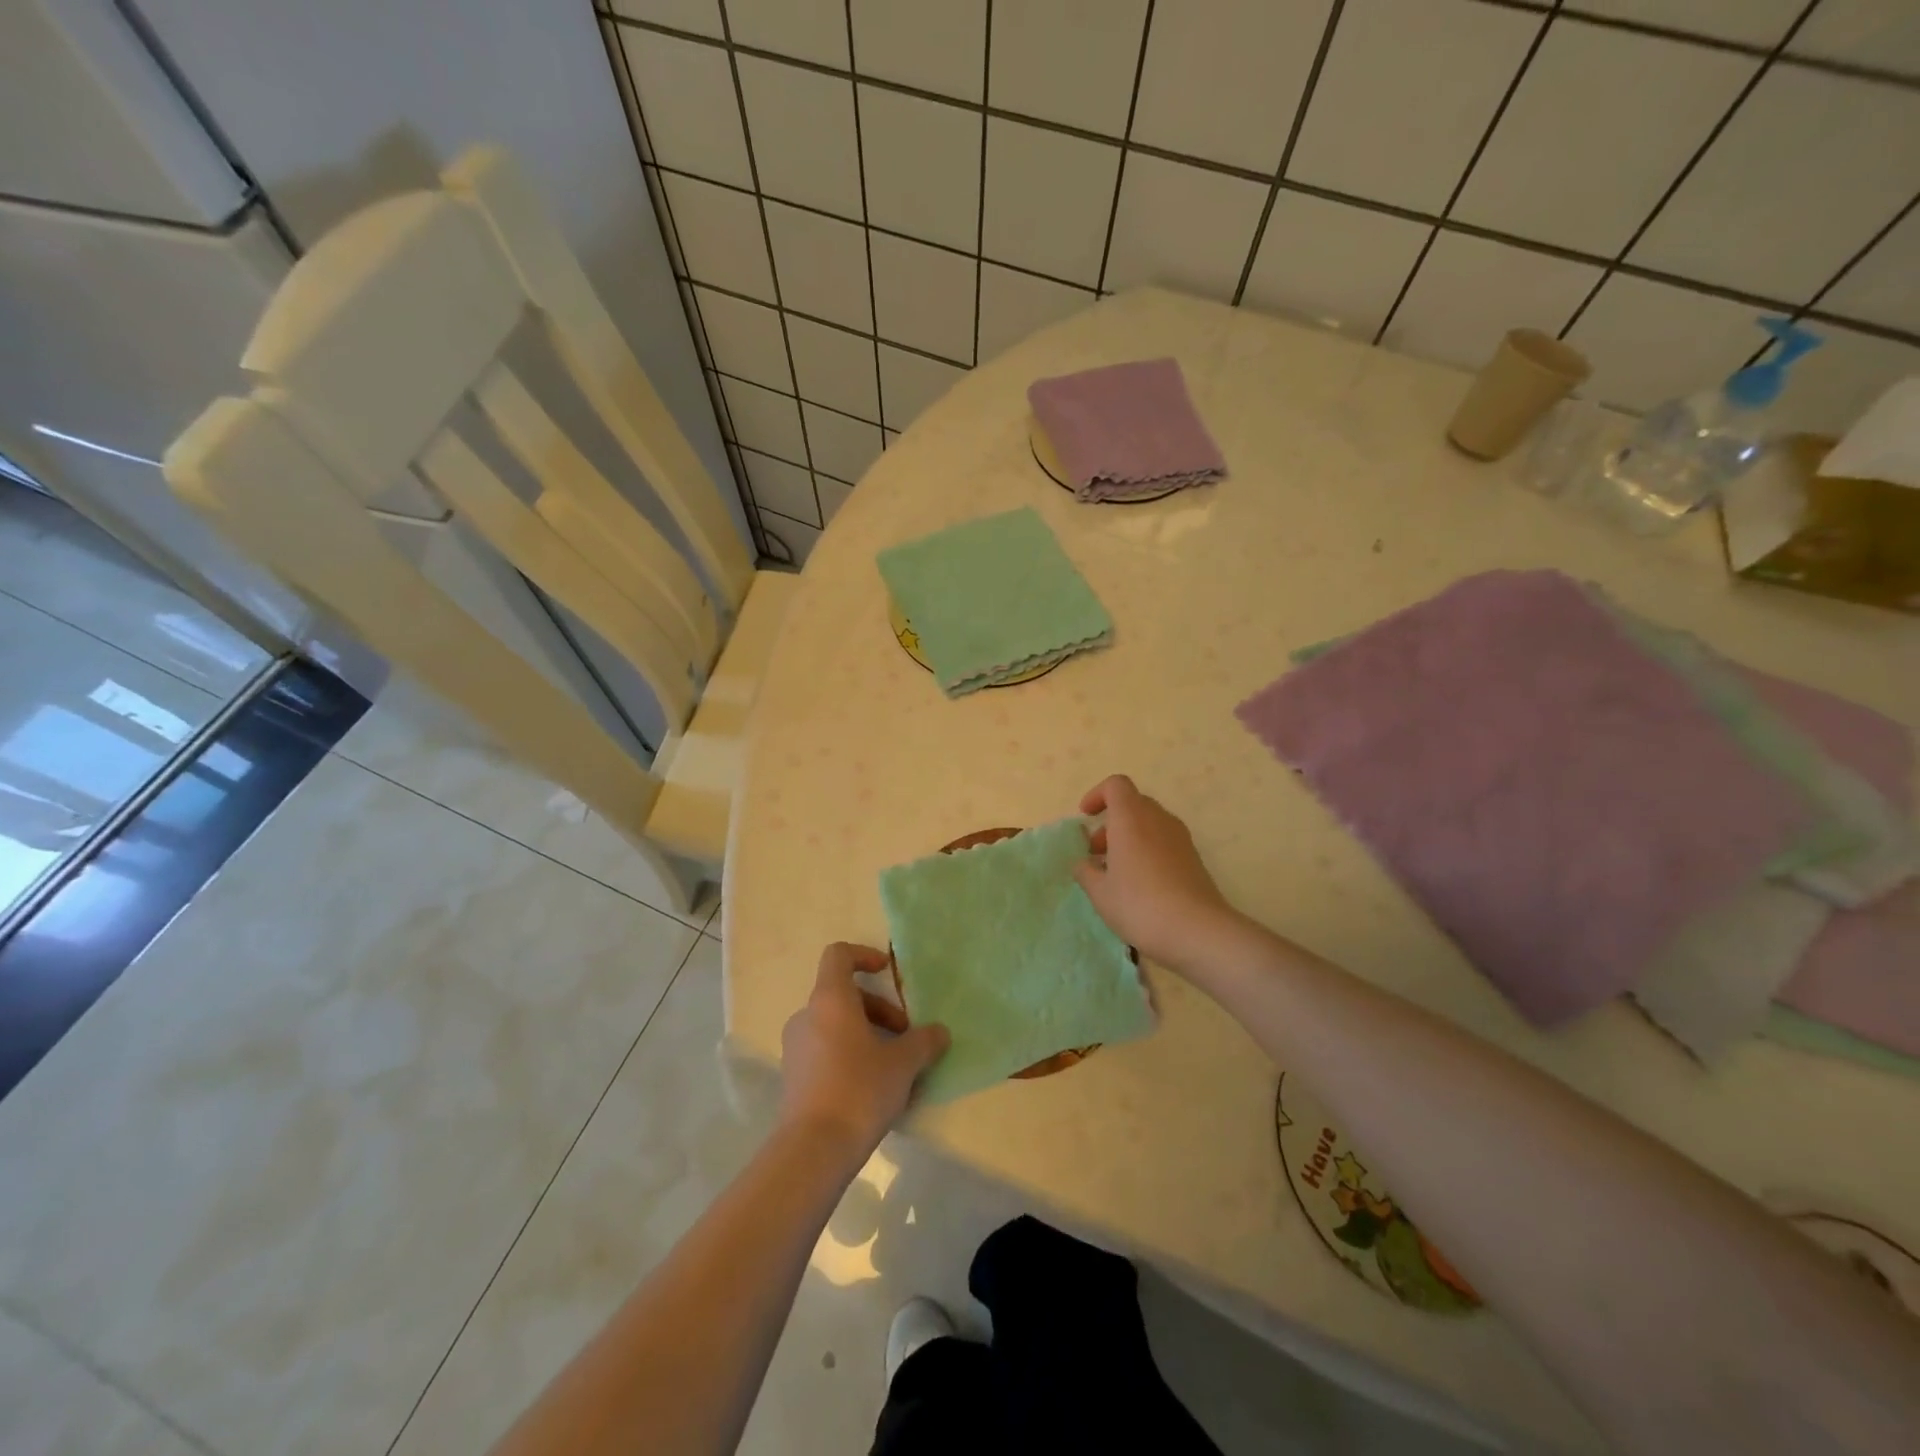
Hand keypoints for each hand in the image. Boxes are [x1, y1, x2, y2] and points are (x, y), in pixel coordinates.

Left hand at [779, 943, 949, 1159]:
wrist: (813, 1149)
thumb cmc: (859, 1089)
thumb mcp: (903, 1063)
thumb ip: (924, 1041)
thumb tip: (939, 1032)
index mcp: (830, 999)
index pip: (838, 955)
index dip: (864, 956)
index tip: (887, 973)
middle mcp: (807, 1015)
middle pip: (844, 995)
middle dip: (879, 1009)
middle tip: (905, 1036)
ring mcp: (796, 1047)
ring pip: (836, 1025)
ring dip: (867, 1035)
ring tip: (895, 1066)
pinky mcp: (794, 1077)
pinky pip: (826, 1051)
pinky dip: (850, 1056)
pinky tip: (874, 1088)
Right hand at [1073, 775, 1238, 973]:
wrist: (1198, 931)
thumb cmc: (1139, 905)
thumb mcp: (1100, 892)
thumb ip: (1086, 871)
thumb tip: (1084, 863)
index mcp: (1131, 818)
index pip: (1116, 785)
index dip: (1097, 795)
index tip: (1085, 817)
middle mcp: (1158, 819)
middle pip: (1133, 804)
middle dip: (1111, 821)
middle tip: (1096, 851)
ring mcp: (1180, 837)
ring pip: (1149, 823)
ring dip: (1129, 837)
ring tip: (1115, 871)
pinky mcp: (1193, 857)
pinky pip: (1163, 841)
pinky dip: (1147, 850)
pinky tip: (1140, 884)